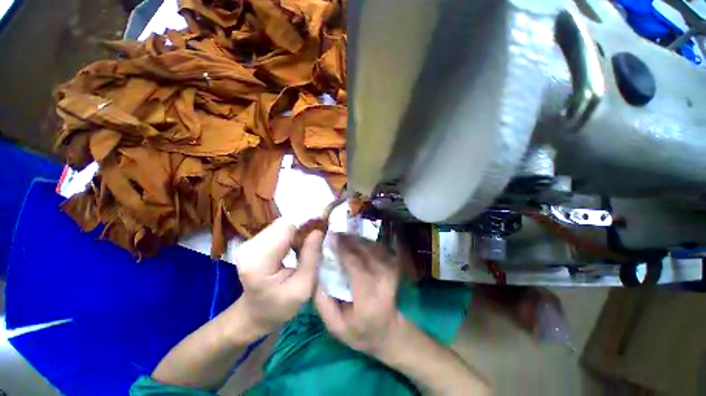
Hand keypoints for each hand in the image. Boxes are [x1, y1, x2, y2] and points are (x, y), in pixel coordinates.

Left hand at [232, 218, 323, 333]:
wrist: (255, 314)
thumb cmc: (280, 307)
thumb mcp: (303, 287)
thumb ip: (311, 257)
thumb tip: (319, 230)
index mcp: (259, 261)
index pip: (286, 227)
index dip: (306, 223)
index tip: (323, 227)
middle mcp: (250, 247)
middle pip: (283, 223)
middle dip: (304, 227)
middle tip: (317, 238)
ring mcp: (249, 243)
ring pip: (282, 225)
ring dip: (298, 230)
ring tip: (308, 244)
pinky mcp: (254, 242)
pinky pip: (278, 230)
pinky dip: (291, 234)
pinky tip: (297, 246)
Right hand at [314, 234, 403, 357]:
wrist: (389, 332)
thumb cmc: (360, 332)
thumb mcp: (336, 328)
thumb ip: (323, 303)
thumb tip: (315, 274)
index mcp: (368, 299)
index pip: (355, 265)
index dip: (342, 249)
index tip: (329, 237)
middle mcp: (383, 281)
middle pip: (364, 252)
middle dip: (348, 239)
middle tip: (334, 231)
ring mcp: (391, 272)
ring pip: (371, 247)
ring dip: (356, 238)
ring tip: (342, 233)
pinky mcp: (394, 267)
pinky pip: (378, 248)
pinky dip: (365, 241)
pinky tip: (354, 240)